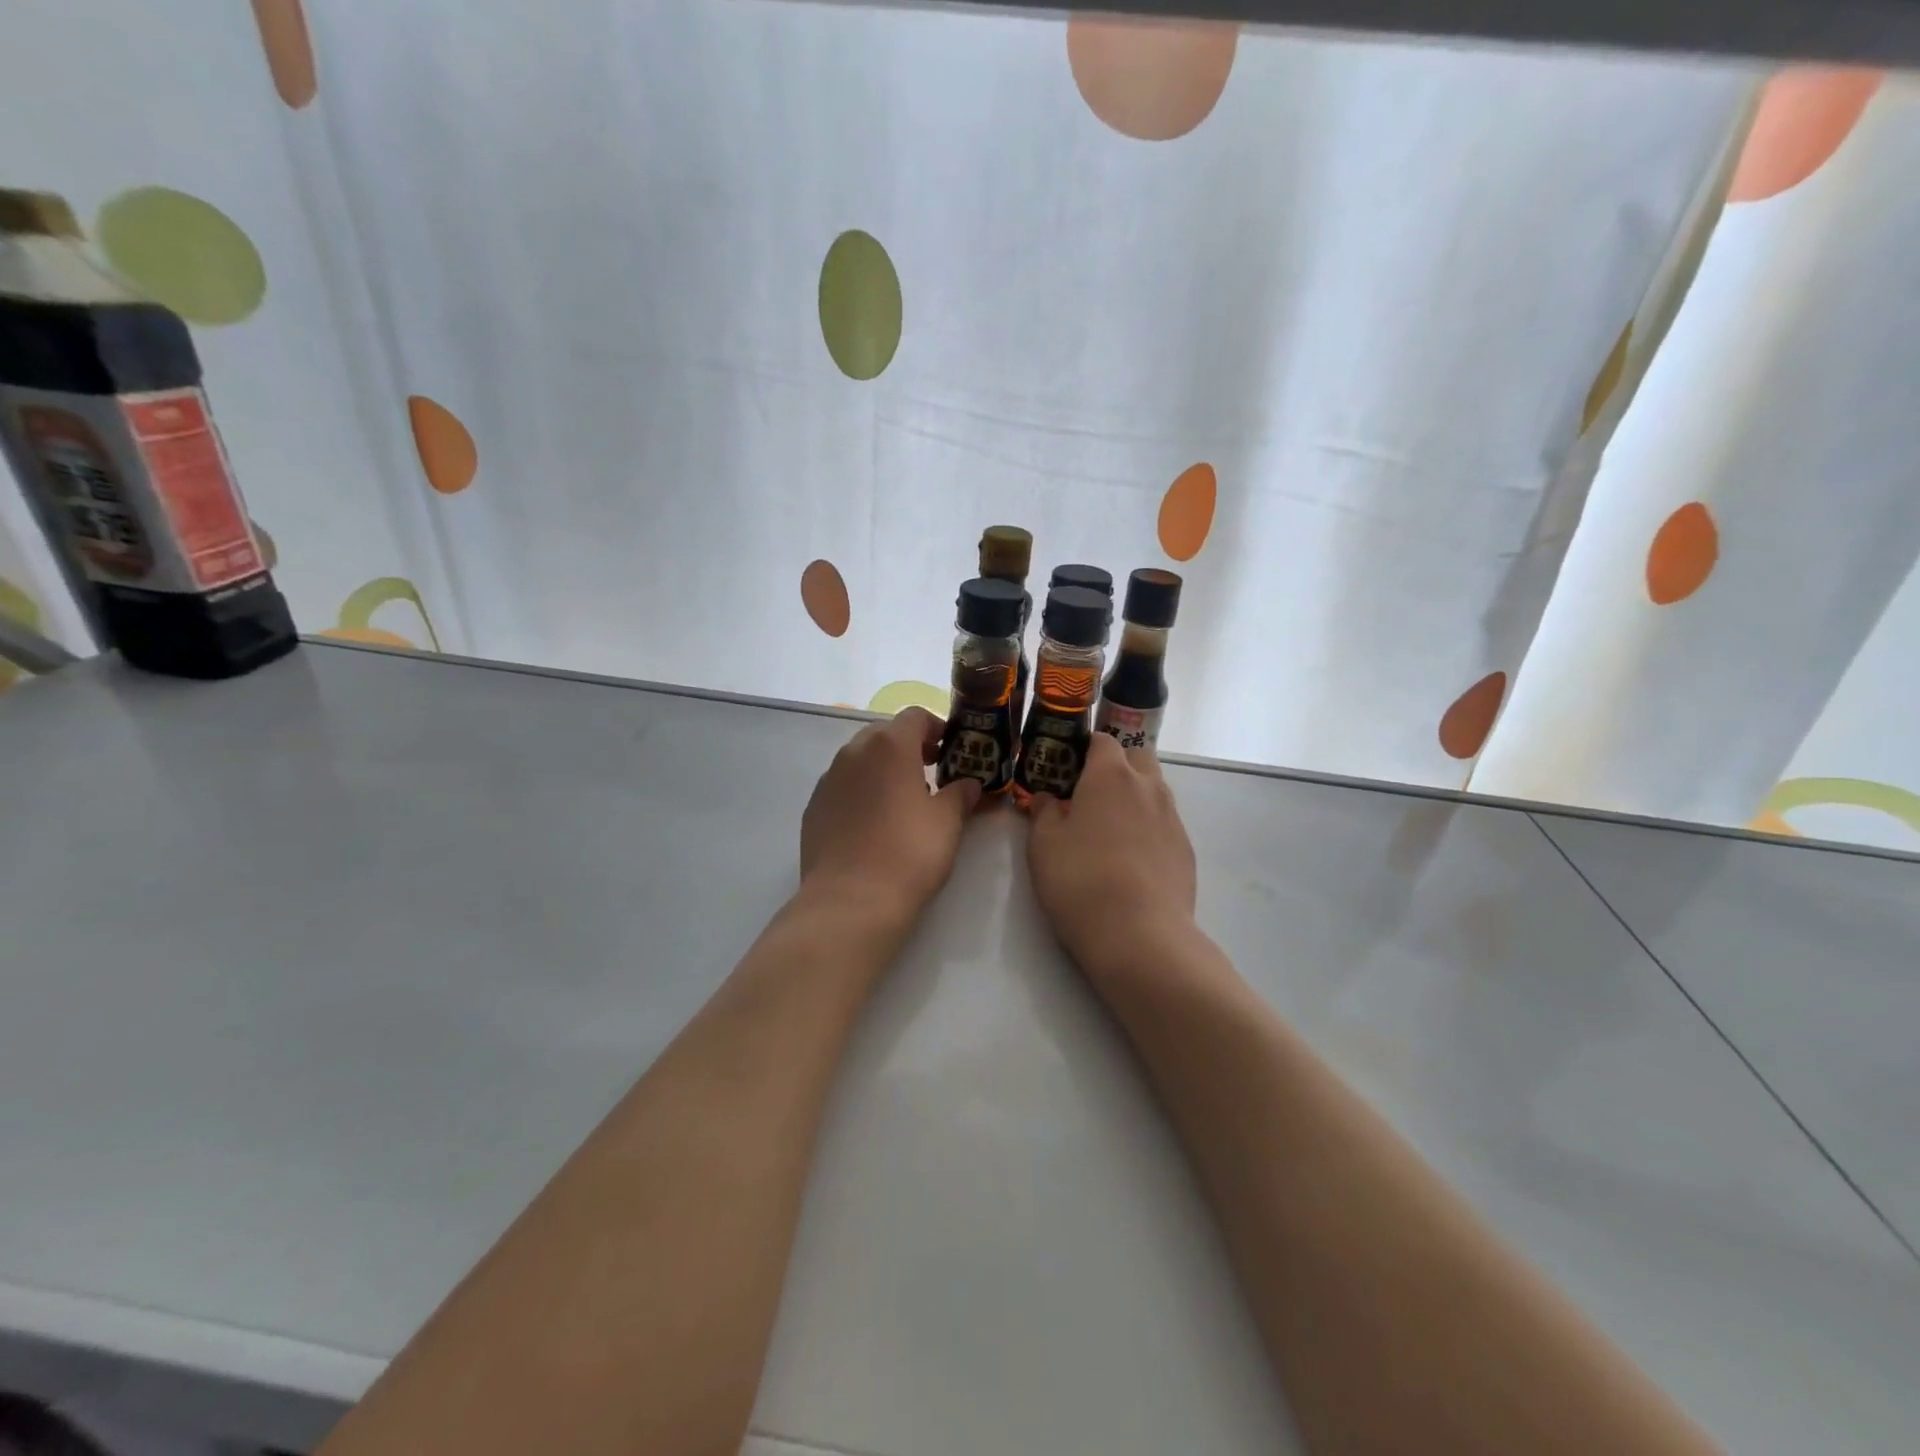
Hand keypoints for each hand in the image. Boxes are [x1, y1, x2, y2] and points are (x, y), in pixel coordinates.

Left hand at [800, 707, 981, 930]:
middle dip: (909, 747)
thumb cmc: (908, 854)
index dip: (936, 728)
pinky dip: (861, 791)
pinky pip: (842, 786)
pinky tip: (873, 823)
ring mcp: (828, 780)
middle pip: (884, 734)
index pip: (915, 716)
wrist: (850, 901)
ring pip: (860, 759)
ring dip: (883, 769)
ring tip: (902, 801)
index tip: (950, 751)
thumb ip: (960, 794)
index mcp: (889, 746)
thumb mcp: (947, 822)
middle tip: (931, 773)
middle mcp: (853, 753)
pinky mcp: (814, 807)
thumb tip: (969, 784)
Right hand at [1027, 733, 1197, 982]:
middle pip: (1137, 757)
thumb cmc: (1081, 880)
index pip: (1102, 740)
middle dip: (1116, 766)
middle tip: (1089, 794)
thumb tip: (1048, 798)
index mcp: (1111, 775)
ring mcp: (1172, 818)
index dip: (1084, 747)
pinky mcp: (1186, 849)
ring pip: (1153, 790)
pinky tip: (1130, 859)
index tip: (1066, 766)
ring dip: (1133, 796)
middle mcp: (1148, 787)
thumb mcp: (1043, 845)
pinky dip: (1147, 828)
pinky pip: (1164, 823)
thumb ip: (1044, 812)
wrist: (1140, 935)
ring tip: (1109, 828)